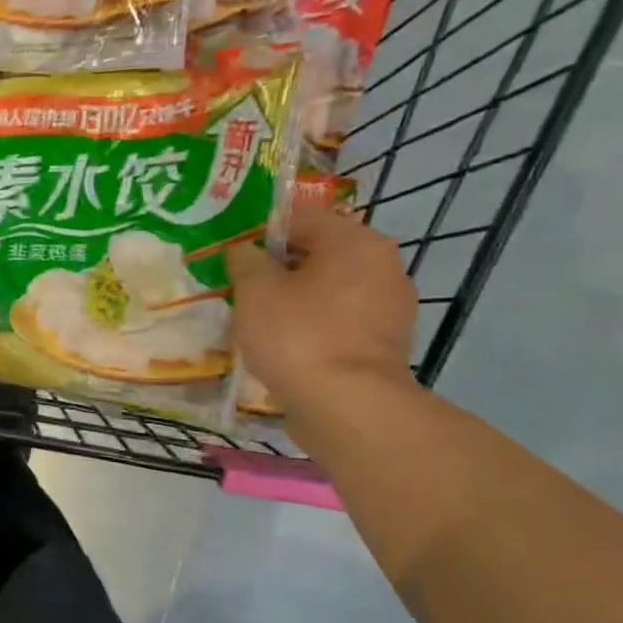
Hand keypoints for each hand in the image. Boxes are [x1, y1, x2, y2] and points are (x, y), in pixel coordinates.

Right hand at [226, 204, 419, 436]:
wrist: (347, 407)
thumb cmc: (298, 336)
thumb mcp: (255, 291)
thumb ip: (246, 260)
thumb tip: (245, 250)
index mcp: (355, 241)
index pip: (302, 215)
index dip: (261, 230)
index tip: (232, 253)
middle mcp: (383, 265)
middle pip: (319, 253)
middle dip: (279, 267)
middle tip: (241, 288)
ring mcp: (390, 307)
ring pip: (329, 289)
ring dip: (296, 298)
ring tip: (259, 321)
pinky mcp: (384, 344)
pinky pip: (339, 321)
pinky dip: (313, 326)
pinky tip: (286, 346)